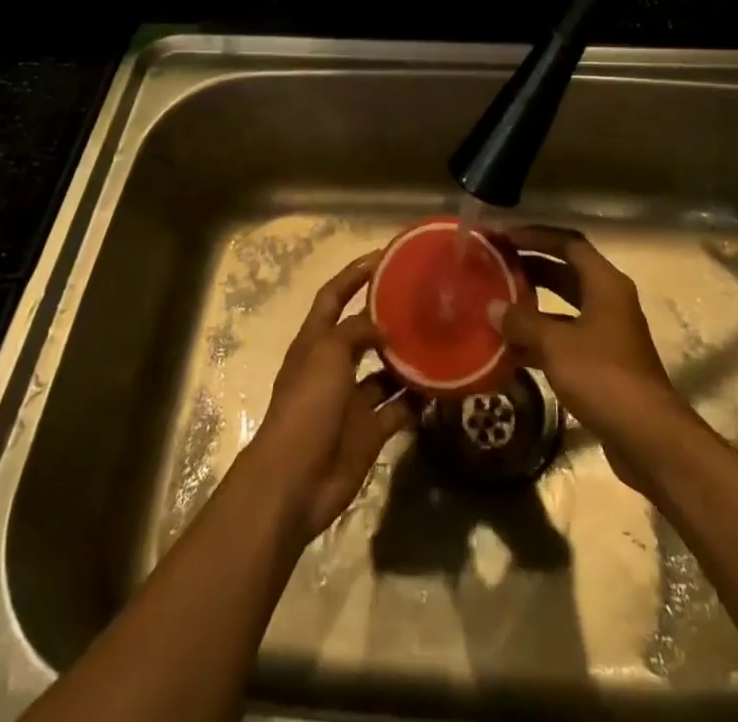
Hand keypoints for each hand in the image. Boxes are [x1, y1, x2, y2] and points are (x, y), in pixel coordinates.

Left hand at [244, 252, 412, 545]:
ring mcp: (351, 401)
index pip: (333, 295)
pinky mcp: (369, 431)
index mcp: (315, 341)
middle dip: (388, 317)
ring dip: (408, 359)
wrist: (295, 481)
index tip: (385, 257)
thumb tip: (384, 327)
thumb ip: (356, 330)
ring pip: (385, 372)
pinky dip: (417, 400)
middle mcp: (333, 366)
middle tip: (425, 300)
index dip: (354, 274)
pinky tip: (441, 386)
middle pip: (362, 332)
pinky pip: (398, 409)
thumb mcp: (328, 353)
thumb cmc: (307, 406)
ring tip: (440, 340)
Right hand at [487, 226, 700, 494]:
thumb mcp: (556, 345)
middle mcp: (609, 301)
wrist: (648, 438)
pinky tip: (511, 348)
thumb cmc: (603, 377)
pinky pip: (566, 338)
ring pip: (565, 308)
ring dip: (534, 305)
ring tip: (497, 303)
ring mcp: (608, 334)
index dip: (536, 236)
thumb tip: (492, 307)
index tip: (505, 236)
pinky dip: (541, 338)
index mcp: (605, 284)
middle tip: (495, 265)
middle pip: (567, 272)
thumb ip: (522, 322)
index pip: (569, 244)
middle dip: (531, 267)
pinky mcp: (603, 364)